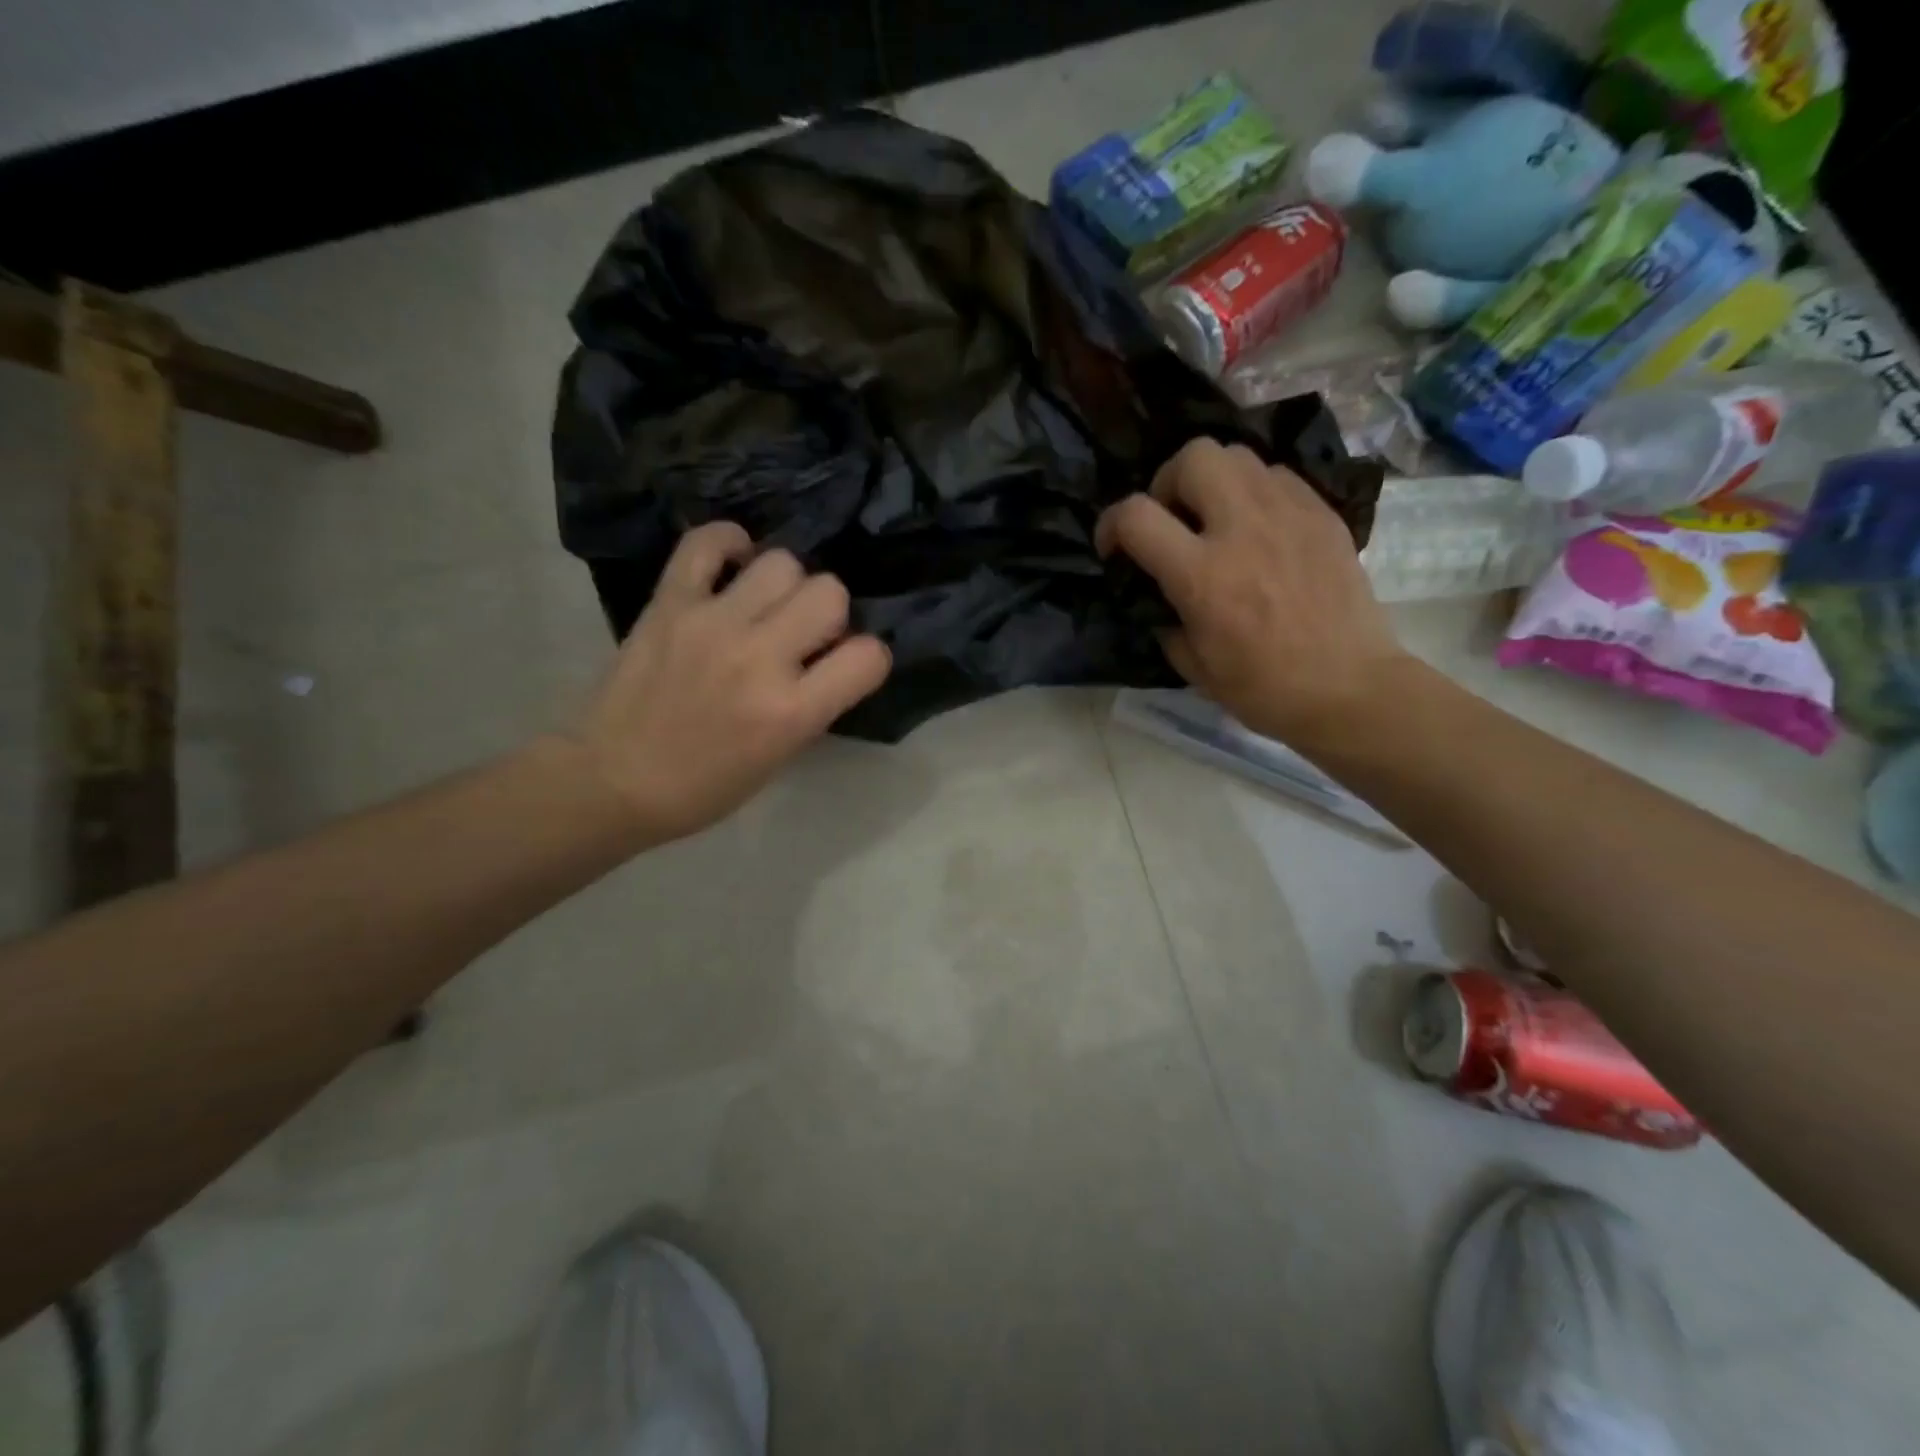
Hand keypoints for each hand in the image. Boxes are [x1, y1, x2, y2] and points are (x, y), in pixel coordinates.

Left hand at [571, 523, 890, 840]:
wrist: (614, 780)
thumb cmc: (705, 785)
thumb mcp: (780, 756)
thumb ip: (815, 702)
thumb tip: (832, 655)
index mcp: (791, 712)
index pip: (868, 656)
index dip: (867, 657)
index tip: (847, 665)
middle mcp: (759, 658)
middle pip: (830, 592)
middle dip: (829, 613)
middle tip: (802, 634)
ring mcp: (712, 624)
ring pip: (781, 562)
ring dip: (785, 584)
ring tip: (765, 605)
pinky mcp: (669, 602)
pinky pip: (707, 542)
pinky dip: (728, 544)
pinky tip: (733, 566)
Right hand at [1096, 438, 1408, 748]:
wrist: (1348, 690)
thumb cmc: (1263, 689)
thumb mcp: (1192, 665)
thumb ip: (1166, 617)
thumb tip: (1161, 594)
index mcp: (1202, 575)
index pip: (1136, 515)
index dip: (1110, 524)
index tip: (1114, 548)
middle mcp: (1243, 529)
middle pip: (1193, 457)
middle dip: (1167, 481)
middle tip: (1172, 519)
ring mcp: (1289, 514)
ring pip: (1236, 455)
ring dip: (1212, 481)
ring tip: (1215, 518)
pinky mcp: (1323, 514)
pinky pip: (1276, 477)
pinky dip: (1254, 492)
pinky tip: (1258, 528)